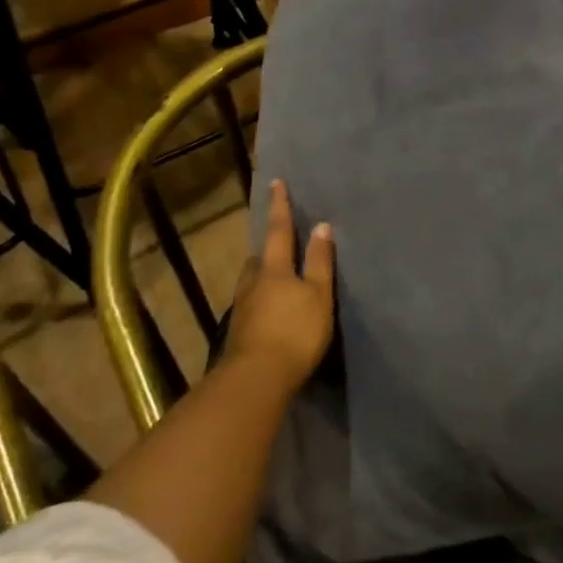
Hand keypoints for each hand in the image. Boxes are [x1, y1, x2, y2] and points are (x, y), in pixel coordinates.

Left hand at [222, 178, 334, 392]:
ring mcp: (242, 309)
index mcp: (273, 269)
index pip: (279, 231)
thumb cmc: (294, 331)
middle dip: (268, 247)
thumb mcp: (317, 294)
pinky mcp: (240, 332)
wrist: (256, 380)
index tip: (276, 182)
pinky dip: (262, 298)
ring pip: (252, 281)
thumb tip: (321, 226)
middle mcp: (253, 283)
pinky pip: (252, 303)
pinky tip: (270, 308)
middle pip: (259, 258)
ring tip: (275, 274)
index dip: (280, 207)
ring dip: (262, 274)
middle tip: (278, 241)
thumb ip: (319, 262)